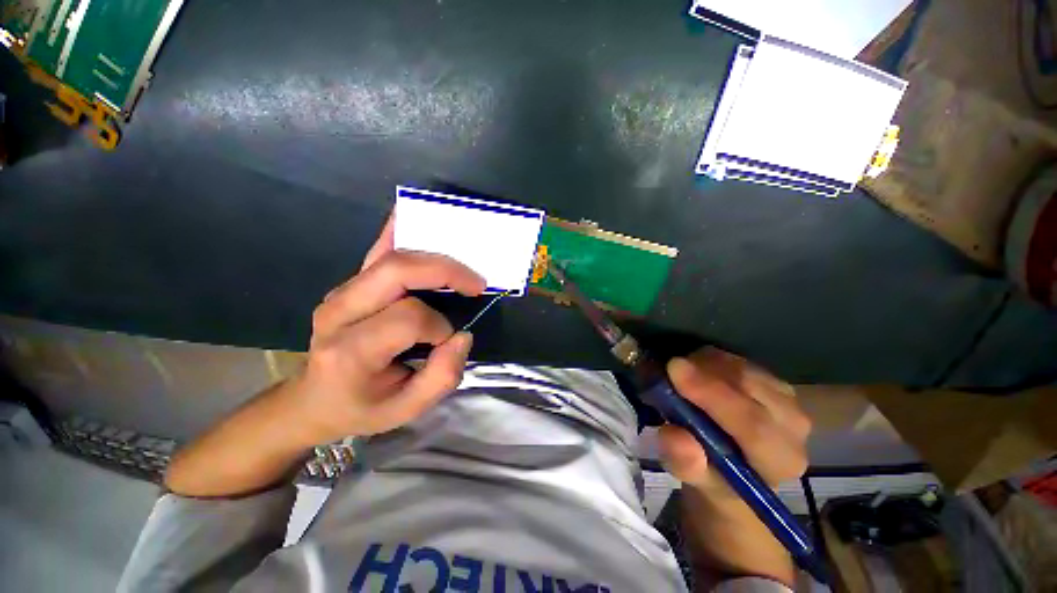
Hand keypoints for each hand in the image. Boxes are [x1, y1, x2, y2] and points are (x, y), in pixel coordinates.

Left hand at [283, 214, 485, 443]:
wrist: (313, 399)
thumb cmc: (362, 406)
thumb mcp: (406, 410)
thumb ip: (442, 377)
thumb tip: (462, 336)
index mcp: (351, 350)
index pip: (408, 318)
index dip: (438, 327)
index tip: (447, 341)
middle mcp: (339, 312)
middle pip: (398, 272)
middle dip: (446, 272)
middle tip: (475, 284)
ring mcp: (341, 293)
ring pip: (391, 257)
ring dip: (434, 256)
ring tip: (463, 268)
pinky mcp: (348, 284)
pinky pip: (375, 251)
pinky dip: (397, 231)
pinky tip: (414, 217)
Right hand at [658, 347, 810, 586]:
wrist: (736, 469)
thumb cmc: (715, 478)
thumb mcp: (695, 480)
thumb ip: (686, 463)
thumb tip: (674, 436)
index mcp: (780, 460)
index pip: (753, 425)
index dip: (712, 395)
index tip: (674, 369)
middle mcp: (794, 427)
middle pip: (751, 386)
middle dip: (705, 372)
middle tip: (669, 367)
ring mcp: (788, 399)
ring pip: (744, 368)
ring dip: (706, 364)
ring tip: (681, 374)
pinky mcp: (774, 382)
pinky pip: (740, 360)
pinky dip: (712, 360)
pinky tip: (697, 371)